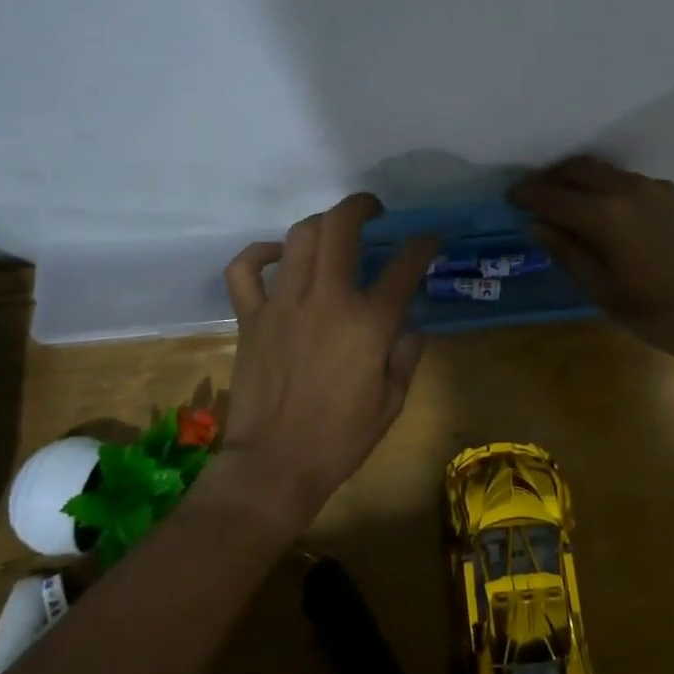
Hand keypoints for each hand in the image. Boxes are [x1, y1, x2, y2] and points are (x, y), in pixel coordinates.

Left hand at [219, 194, 435, 528]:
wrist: (274, 466)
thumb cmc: (340, 439)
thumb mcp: (392, 401)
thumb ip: (405, 352)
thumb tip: (405, 321)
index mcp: (368, 323)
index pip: (404, 266)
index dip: (422, 245)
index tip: (428, 240)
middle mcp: (326, 300)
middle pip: (341, 228)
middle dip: (361, 207)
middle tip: (372, 211)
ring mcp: (283, 304)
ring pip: (299, 237)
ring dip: (321, 223)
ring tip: (333, 231)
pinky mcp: (251, 317)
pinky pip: (245, 269)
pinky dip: (260, 253)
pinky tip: (278, 255)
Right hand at [509, 156, 673, 367]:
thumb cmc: (661, 314)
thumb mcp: (604, 292)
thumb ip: (568, 253)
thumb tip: (537, 225)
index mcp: (605, 215)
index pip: (553, 196)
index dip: (526, 195)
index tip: (509, 198)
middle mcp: (629, 190)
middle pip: (579, 169)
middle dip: (551, 178)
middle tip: (534, 195)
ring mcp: (658, 189)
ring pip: (607, 172)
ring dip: (580, 180)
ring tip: (567, 202)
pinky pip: (631, 181)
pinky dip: (609, 187)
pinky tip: (609, 211)